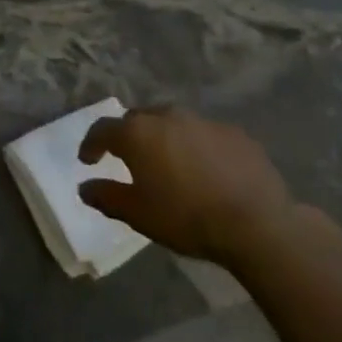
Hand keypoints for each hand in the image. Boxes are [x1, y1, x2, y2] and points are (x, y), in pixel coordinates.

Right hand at [77, 108, 294, 266]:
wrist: (257, 224)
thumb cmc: (186, 217)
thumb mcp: (138, 214)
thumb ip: (106, 196)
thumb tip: (84, 187)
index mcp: (137, 133)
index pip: (102, 129)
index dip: (91, 144)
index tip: (88, 160)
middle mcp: (165, 117)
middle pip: (137, 120)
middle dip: (128, 136)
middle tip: (129, 159)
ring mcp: (202, 121)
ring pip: (172, 123)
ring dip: (164, 138)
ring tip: (169, 163)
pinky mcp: (234, 133)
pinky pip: (204, 135)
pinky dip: (197, 147)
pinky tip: (206, 170)